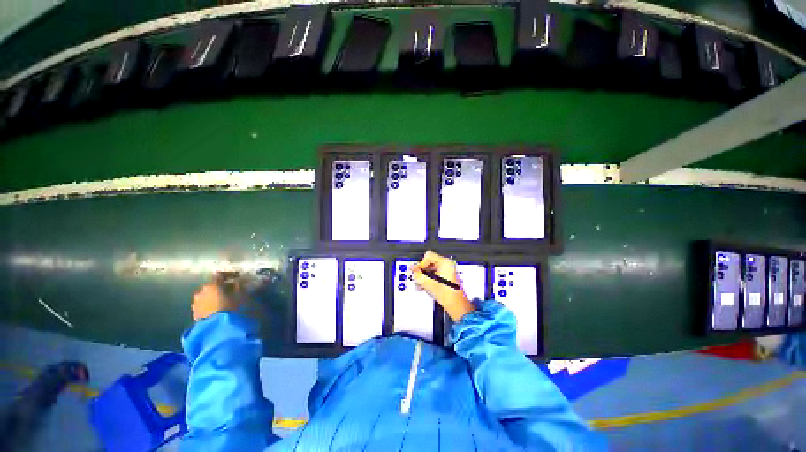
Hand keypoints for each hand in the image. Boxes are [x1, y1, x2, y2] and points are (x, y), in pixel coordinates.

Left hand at [192, 275, 240, 320]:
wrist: (220, 331)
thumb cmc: (234, 309)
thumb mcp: (243, 295)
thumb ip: (240, 286)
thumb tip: (238, 281)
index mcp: (212, 285)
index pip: (220, 275)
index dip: (229, 275)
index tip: (237, 277)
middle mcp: (201, 292)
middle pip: (212, 286)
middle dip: (221, 288)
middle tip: (232, 291)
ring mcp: (196, 305)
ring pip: (207, 297)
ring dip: (215, 298)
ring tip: (225, 302)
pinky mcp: (195, 316)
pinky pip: (204, 307)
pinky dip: (211, 307)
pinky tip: (219, 311)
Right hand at [411, 251, 474, 321]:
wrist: (456, 305)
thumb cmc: (447, 294)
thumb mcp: (428, 283)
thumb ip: (418, 275)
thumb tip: (412, 269)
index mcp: (445, 262)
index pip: (428, 256)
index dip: (421, 264)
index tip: (417, 271)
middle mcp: (447, 264)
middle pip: (429, 262)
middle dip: (422, 271)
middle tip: (417, 278)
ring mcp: (448, 270)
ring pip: (431, 269)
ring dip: (424, 276)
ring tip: (420, 284)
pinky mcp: (447, 276)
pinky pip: (435, 273)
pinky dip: (429, 278)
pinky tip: (424, 286)